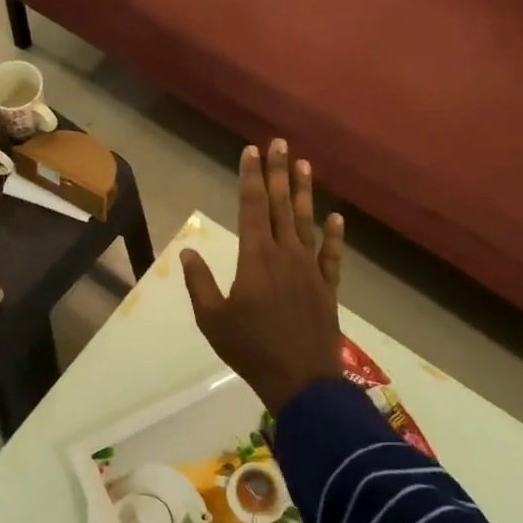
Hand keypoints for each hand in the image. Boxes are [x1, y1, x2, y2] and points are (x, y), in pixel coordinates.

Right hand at [181, 139, 345, 415]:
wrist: (300, 380)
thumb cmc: (250, 350)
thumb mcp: (212, 319)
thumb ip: (199, 283)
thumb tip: (186, 253)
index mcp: (255, 258)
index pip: (251, 207)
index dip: (251, 176)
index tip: (251, 151)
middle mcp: (285, 254)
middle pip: (280, 205)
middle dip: (278, 172)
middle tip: (279, 142)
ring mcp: (310, 269)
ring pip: (306, 222)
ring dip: (304, 192)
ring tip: (305, 164)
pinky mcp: (328, 287)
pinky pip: (332, 256)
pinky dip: (335, 236)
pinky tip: (337, 218)